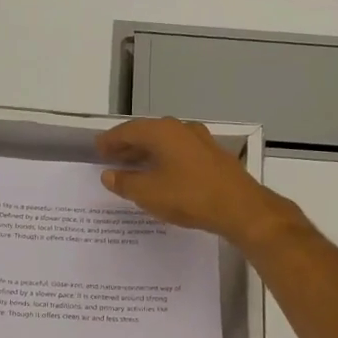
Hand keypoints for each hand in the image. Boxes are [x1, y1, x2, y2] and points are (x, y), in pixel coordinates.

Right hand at [96, 117, 293, 249]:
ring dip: (147, 153)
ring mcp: (200, 141)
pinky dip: (165, 160)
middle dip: (128, 145)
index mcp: (162, 132)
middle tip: (112, 157)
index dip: (111, 140)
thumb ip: (125, 182)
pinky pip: (180, 152)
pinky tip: (162, 175)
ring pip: (166, 143)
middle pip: (148, 133)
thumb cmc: (189, 196)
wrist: (240, 208)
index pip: (128, 130)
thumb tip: (109, 175)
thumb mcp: (148, 193)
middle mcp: (181, 130)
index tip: (98, 149)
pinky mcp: (213, 157)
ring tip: (133, 167)